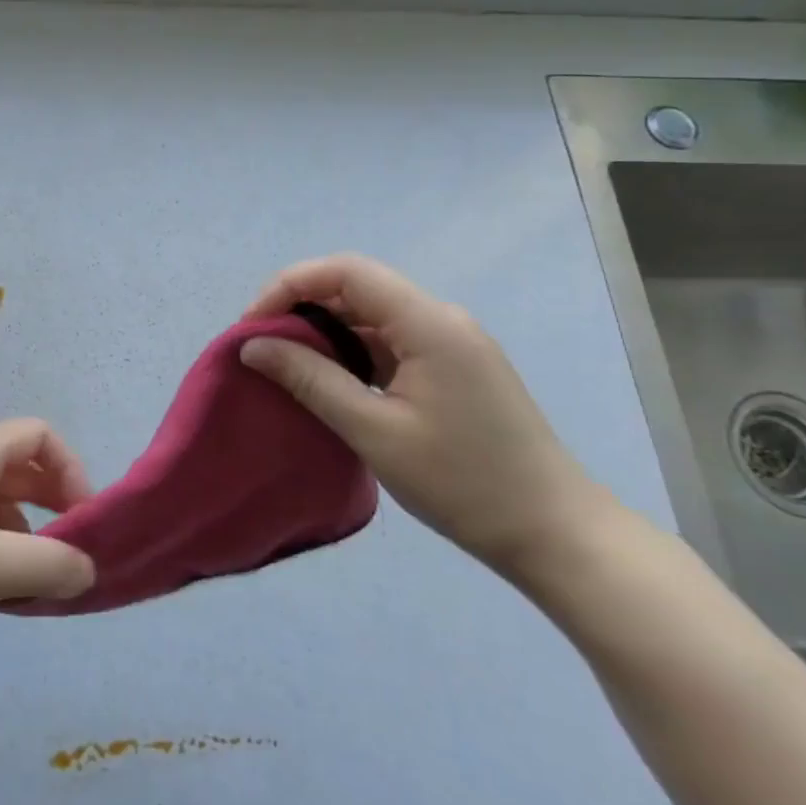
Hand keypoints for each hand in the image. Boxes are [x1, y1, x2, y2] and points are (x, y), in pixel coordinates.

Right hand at [240, 254, 603, 573]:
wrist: (553, 532)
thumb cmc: (461, 481)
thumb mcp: (373, 430)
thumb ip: (309, 379)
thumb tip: (252, 345)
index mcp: (428, 323)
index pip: (346, 271)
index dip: (289, 285)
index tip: (252, 327)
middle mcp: (440, 319)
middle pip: (356, 288)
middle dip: (299, 309)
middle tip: (260, 350)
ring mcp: (449, 344)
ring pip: (370, 317)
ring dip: (323, 334)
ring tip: (284, 369)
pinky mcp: (451, 369)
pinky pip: (388, 344)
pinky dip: (349, 355)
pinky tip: (327, 384)